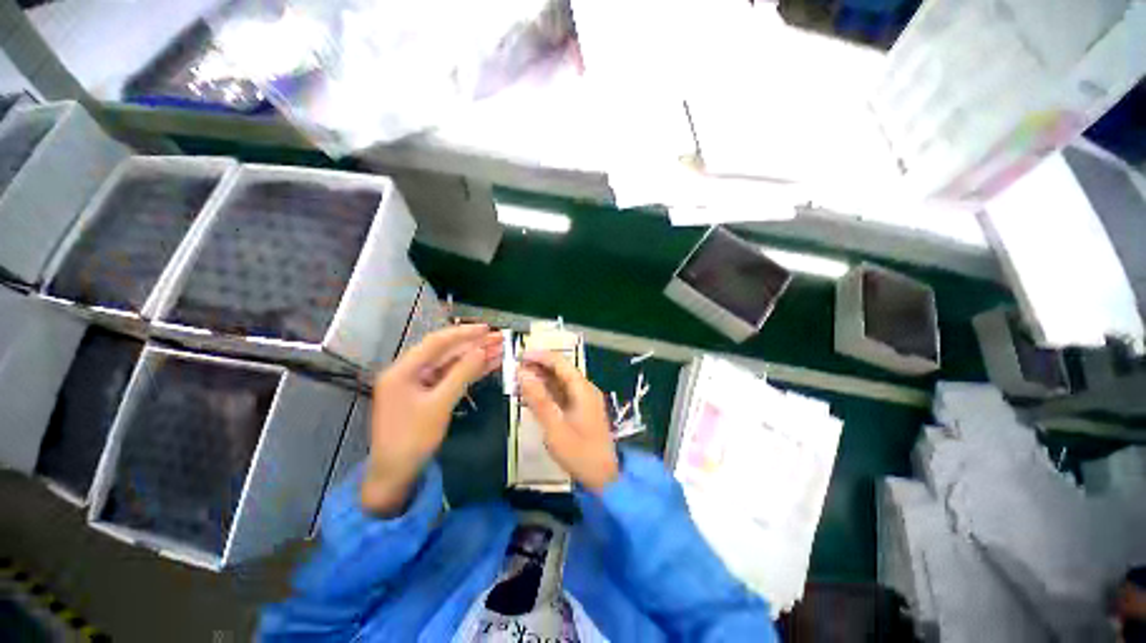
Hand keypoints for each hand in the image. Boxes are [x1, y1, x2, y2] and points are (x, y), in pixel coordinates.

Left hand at [363, 324, 502, 514]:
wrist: (395, 474)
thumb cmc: (412, 439)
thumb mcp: (439, 405)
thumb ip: (462, 374)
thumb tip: (482, 350)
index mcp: (403, 370)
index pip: (436, 342)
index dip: (463, 333)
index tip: (486, 329)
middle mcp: (409, 371)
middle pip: (445, 352)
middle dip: (473, 345)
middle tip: (499, 339)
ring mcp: (418, 383)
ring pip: (450, 364)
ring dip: (474, 357)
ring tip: (500, 349)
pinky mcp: (427, 394)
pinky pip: (450, 377)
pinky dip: (469, 372)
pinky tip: (488, 365)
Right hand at [518, 350, 618, 492]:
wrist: (603, 478)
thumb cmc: (579, 453)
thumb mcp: (554, 427)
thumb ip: (538, 399)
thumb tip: (522, 373)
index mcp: (583, 389)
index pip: (560, 363)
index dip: (540, 356)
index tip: (519, 356)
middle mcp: (585, 390)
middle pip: (561, 370)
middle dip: (538, 367)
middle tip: (515, 370)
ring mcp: (584, 400)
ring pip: (560, 382)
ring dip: (541, 380)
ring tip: (519, 382)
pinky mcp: (581, 410)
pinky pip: (562, 394)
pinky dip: (547, 393)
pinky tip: (531, 397)